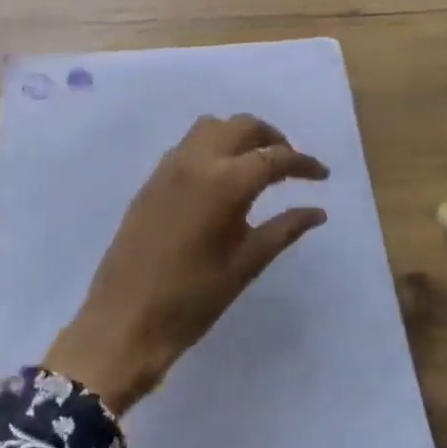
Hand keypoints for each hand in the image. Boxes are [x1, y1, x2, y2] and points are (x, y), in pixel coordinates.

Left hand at [44, 115, 329, 415]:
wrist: (124, 321)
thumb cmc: (192, 299)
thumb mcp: (245, 265)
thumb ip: (284, 229)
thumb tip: (317, 211)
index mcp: (224, 182)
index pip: (273, 157)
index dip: (302, 163)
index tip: (322, 175)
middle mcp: (196, 161)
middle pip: (242, 126)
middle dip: (272, 138)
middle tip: (291, 166)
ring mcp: (169, 167)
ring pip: (211, 127)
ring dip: (239, 136)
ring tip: (257, 166)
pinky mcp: (152, 179)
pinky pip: (189, 145)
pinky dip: (213, 146)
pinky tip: (222, 179)